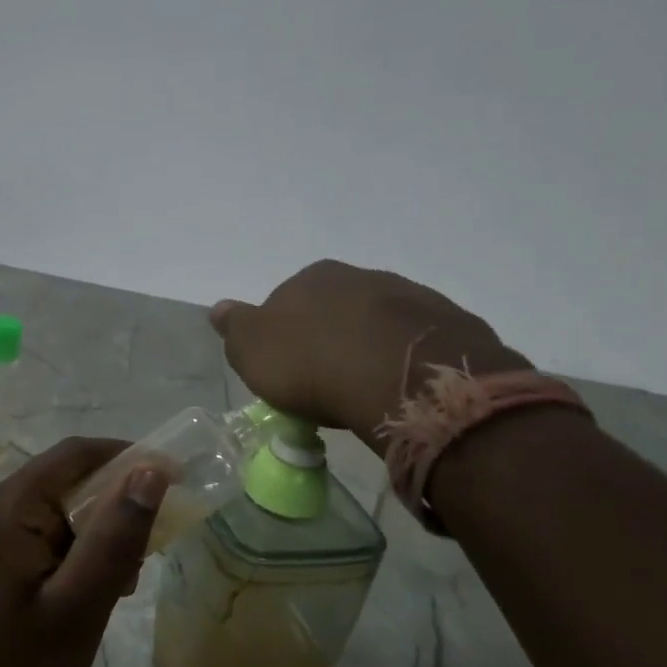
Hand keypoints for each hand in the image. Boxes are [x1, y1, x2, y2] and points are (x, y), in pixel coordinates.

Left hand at [0, 437, 164, 666]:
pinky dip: (70, 554)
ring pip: (53, 512)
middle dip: (113, 508)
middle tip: (146, 557)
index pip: (76, 454)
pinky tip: (87, 596)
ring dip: (94, 535)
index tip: (175, 482)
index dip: (129, 458)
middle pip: (64, 481)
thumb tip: (151, 469)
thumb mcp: (78, 606)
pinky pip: (35, 537)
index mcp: (7, 507)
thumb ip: (115, 535)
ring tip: (120, 586)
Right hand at [211, 260, 530, 453]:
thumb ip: (234, 328)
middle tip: (325, 382)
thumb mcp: (254, 352)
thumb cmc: (314, 366)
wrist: (403, 379)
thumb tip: (218, 308)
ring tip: (365, 391)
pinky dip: (403, 361)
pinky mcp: (448, 323)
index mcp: (312, 278)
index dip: (284, 336)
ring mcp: (409, 296)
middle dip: (329, 339)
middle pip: (335, 309)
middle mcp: (360, 276)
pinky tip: (399, 389)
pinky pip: (414, 343)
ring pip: (378, 323)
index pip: (286, 301)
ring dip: (368, 347)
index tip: (287, 370)